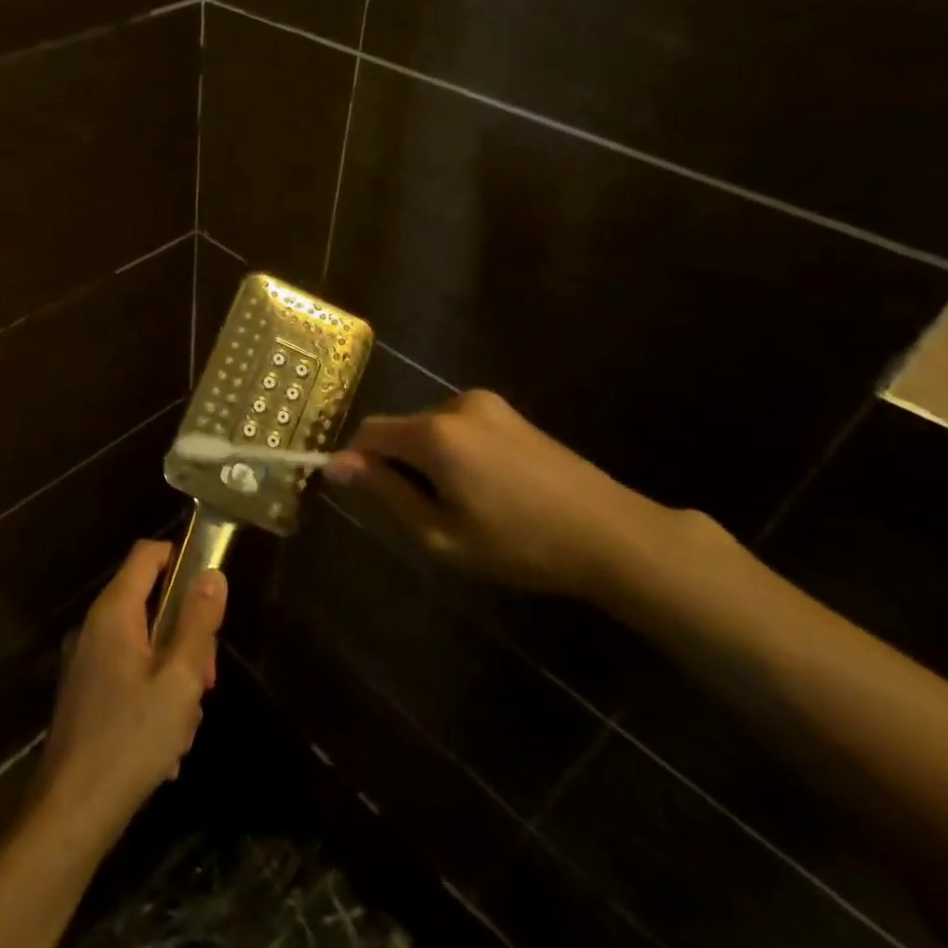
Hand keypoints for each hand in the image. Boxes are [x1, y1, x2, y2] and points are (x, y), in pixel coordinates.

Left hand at [28, 540, 226, 842]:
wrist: (70, 814)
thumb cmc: (130, 740)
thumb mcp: (180, 680)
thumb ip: (198, 624)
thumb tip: (212, 575)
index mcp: (114, 612)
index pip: (147, 554)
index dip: (182, 559)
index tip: (210, 596)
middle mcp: (95, 627)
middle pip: (151, 603)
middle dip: (186, 637)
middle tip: (206, 681)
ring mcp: (86, 661)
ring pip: (145, 646)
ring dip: (173, 677)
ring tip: (183, 725)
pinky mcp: (85, 693)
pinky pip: (130, 675)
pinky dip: (152, 698)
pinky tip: (164, 746)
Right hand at [325, 389, 707, 601]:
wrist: (611, 533)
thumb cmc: (519, 543)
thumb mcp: (441, 534)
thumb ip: (385, 493)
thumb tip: (336, 465)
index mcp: (435, 433)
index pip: (369, 433)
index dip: (357, 461)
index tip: (365, 497)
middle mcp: (455, 405)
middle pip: (400, 428)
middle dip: (396, 463)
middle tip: (422, 512)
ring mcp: (488, 404)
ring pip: (429, 428)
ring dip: (426, 458)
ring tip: (459, 504)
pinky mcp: (510, 412)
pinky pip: (458, 426)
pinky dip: (453, 451)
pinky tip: (484, 487)